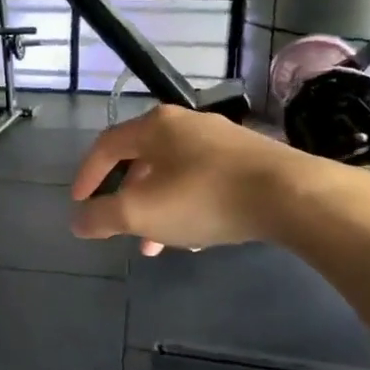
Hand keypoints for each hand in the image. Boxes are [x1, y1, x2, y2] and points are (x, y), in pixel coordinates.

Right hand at [69, 105, 321, 254]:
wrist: (292, 196)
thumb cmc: (203, 197)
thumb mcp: (140, 213)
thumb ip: (101, 217)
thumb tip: (78, 221)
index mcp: (154, 126)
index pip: (106, 146)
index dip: (87, 175)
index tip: (78, 203)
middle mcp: (186, 123)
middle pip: (142, 161)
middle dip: (127, 200)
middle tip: (121, 230)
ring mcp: (222, 139)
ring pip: (174, 174)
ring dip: (159, 209)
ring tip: (158, 245)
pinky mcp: (250, 159)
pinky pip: (204, 181)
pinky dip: (189, 206)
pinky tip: (198, 237)